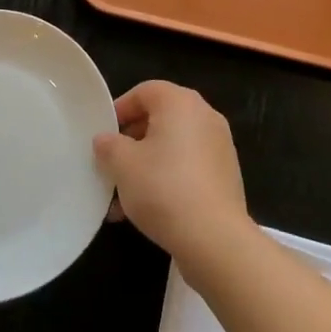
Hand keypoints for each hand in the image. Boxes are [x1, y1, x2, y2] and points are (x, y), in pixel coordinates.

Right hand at [93, 81, 251, 275]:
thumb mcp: (123, 165)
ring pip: (173, 146)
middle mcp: (204, 115)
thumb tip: (105, 140)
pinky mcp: (226, 175)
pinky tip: (148, 210)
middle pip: (160, 118)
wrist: (215, 240)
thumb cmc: (164, 189)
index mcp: (180, 102)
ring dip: (147, 165)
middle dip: (132, 142)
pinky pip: (189, 166)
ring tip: (123, 199)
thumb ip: (108, 146)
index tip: (104, 136)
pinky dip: (169, 178)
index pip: (144, 91)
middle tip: (112, 166)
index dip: (120, 110)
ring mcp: (219, 145)